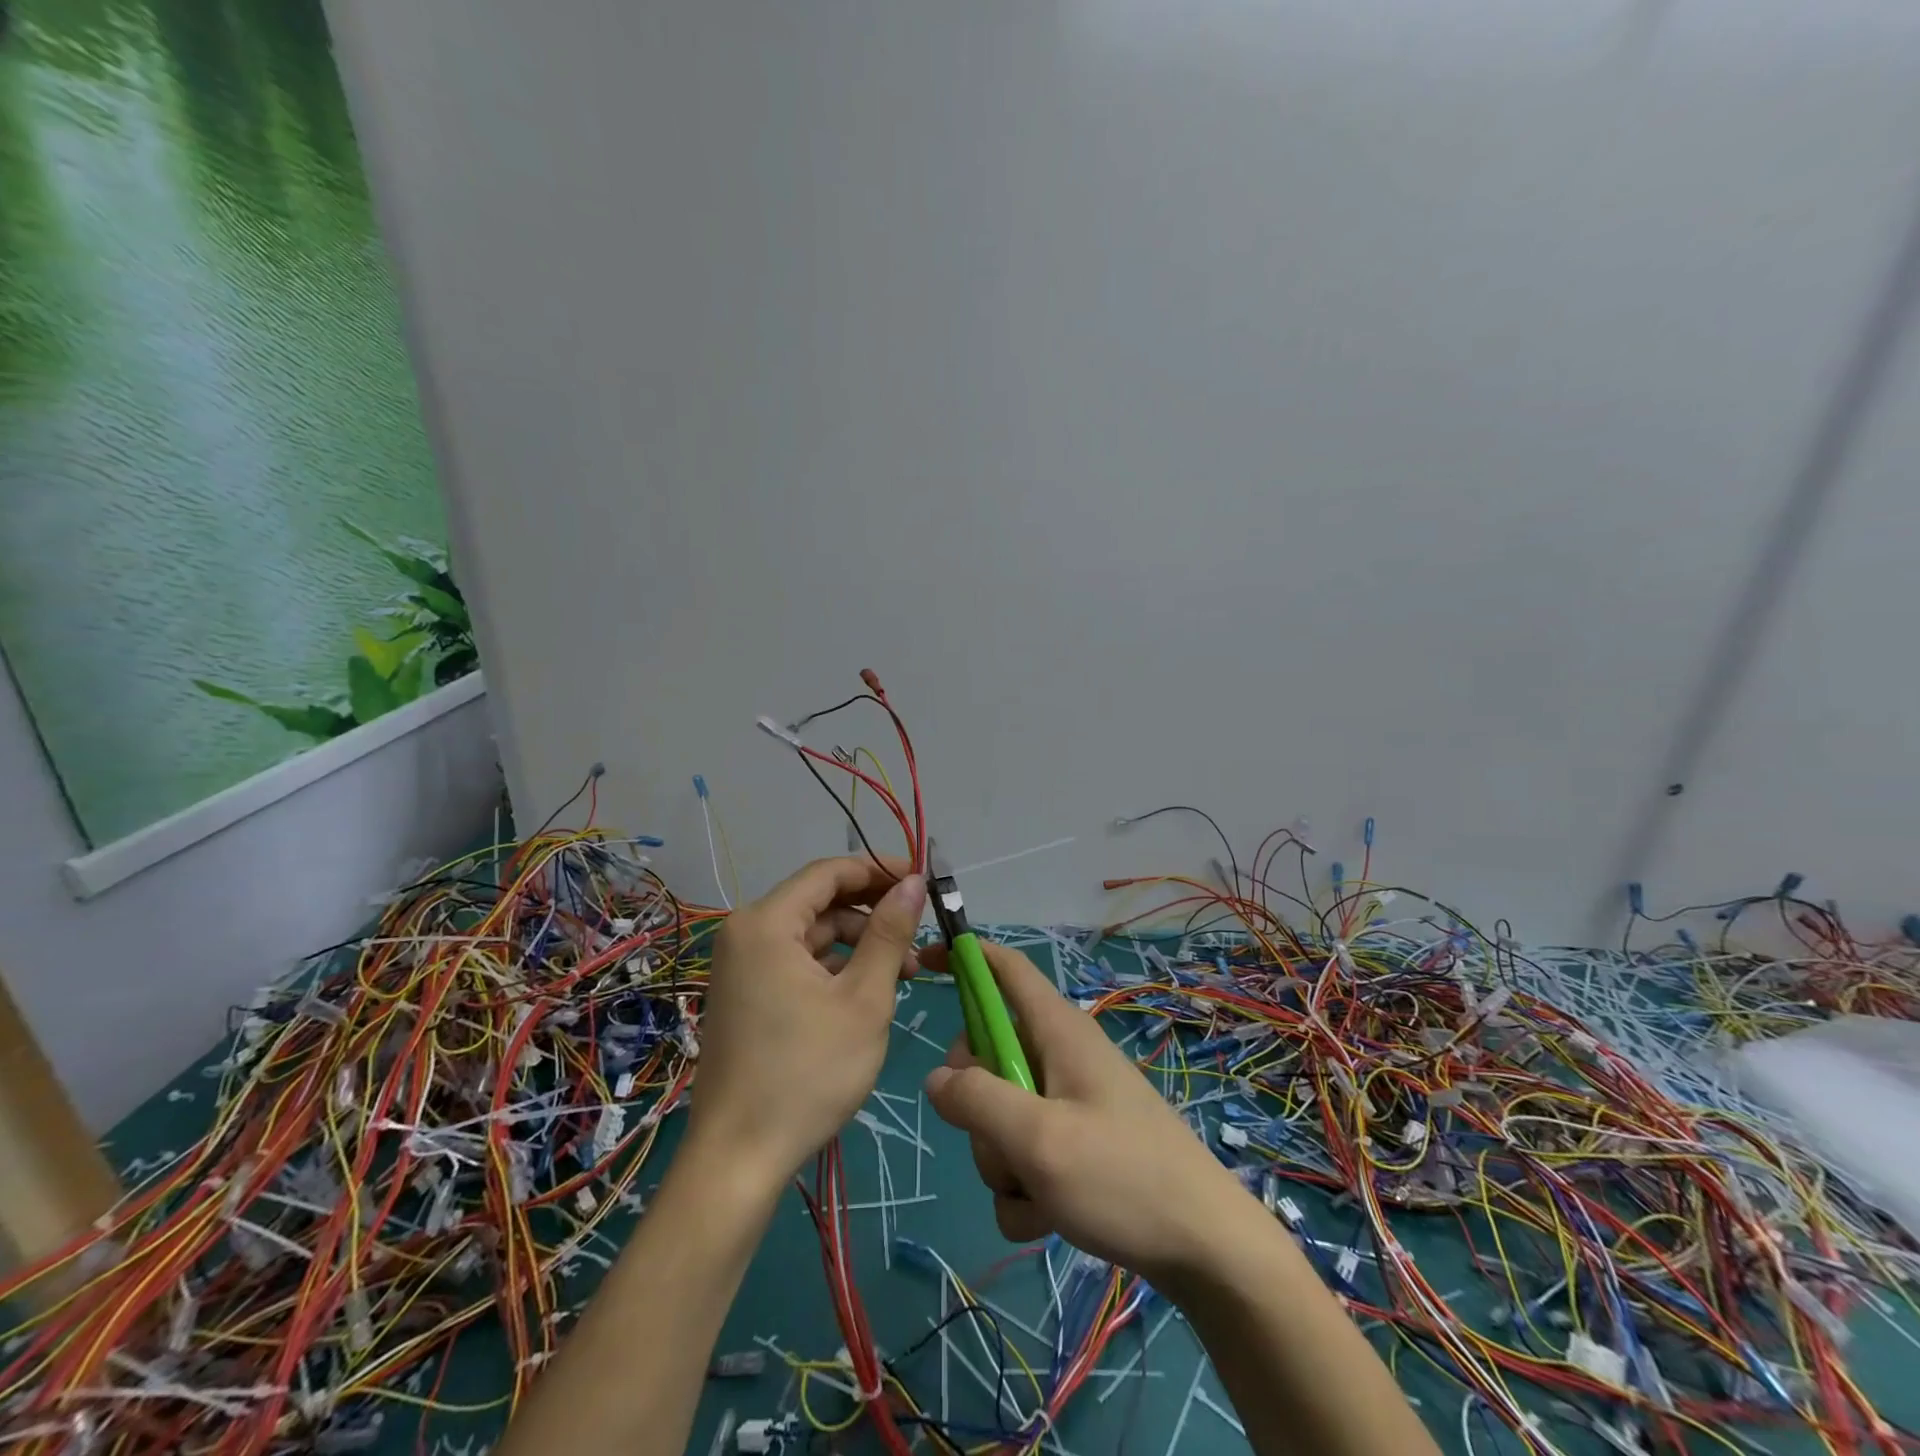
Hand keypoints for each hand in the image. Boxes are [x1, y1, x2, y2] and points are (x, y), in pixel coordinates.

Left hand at [690, 857, 926, 1188]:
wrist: (739, 1160)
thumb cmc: (807, 1074)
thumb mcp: (864, 999)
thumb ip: (890, 933)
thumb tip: (913, 882)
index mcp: (767, 923)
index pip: (829, 872)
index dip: (879, 869)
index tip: (922, 879)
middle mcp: (746, 933)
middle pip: (820, 901)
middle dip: (873, 912)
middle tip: (921, 930)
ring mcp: (742, 966)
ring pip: (812, 934)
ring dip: (859, 943)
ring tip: (906, 972)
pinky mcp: (747, 994)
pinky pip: (797, 961)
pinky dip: (835, 967)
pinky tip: (869, 991)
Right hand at [921, 939, 1251, 1288]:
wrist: (1204, 1248)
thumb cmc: (1123, 1178)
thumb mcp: (1039, 1139)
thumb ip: (977, 1101)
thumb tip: (936, 1079)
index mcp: (1057, 1030)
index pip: (1005, 969)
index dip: (965, 956)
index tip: (921, 962)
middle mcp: (1059, 1056)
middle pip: (986, 1054)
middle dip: (977, 1104)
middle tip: (1004, 1141)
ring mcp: (1067, 1101)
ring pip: (998, 1113)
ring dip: (1002, 1160)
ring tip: (1039, 1191)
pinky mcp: (1074, 1142)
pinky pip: (1021, 1153)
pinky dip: (1023, 1187)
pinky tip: (1049, 1217)